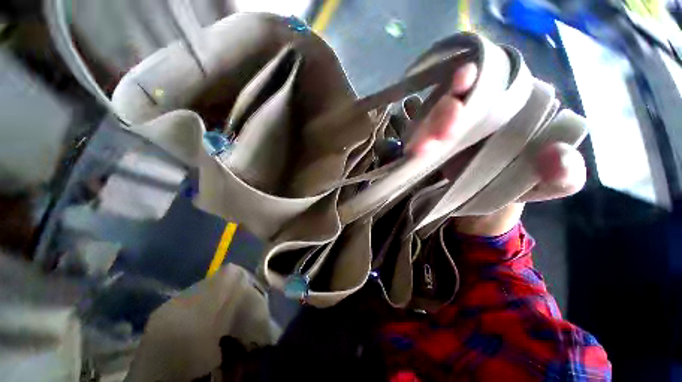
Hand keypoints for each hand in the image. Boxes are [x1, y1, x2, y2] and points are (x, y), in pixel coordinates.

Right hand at [409, 64, 585, 236]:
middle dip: (444, 111)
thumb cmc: (528, 179)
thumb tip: (553, 154)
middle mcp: (478, 106)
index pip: (493, 76)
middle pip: (453, 98)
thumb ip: (566, 172)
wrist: (494, 193)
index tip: (463, 81)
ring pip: (431, 117)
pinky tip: (412, 151)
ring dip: (425, 130)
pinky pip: (418, 136)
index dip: (476, 75)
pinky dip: (414, 142)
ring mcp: (451, 124)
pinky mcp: (433, 140)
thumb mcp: (556, 182)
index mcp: (514, 101)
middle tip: (443, 134)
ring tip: (423, 150)